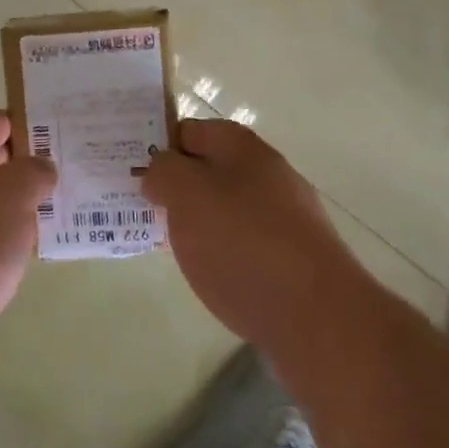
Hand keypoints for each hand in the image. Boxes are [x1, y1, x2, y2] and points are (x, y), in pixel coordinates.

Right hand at [143, 119, 350, 347]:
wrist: (318, 317)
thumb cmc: (243, 244)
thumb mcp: (187, 195)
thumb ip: (164, 172)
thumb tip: (159, 172)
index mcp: (242, 148)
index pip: (189, 130)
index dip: (158, 146)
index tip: (130, 173)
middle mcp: (267, 174)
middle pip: (207, 169)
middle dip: (174, 187)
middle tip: (141, 210)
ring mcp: (284, 217)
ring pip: (224, 208)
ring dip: (195, 222)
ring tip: (165, 244)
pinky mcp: (292, 257)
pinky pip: (243, 243)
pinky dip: (220, 252)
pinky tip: (206, 273)